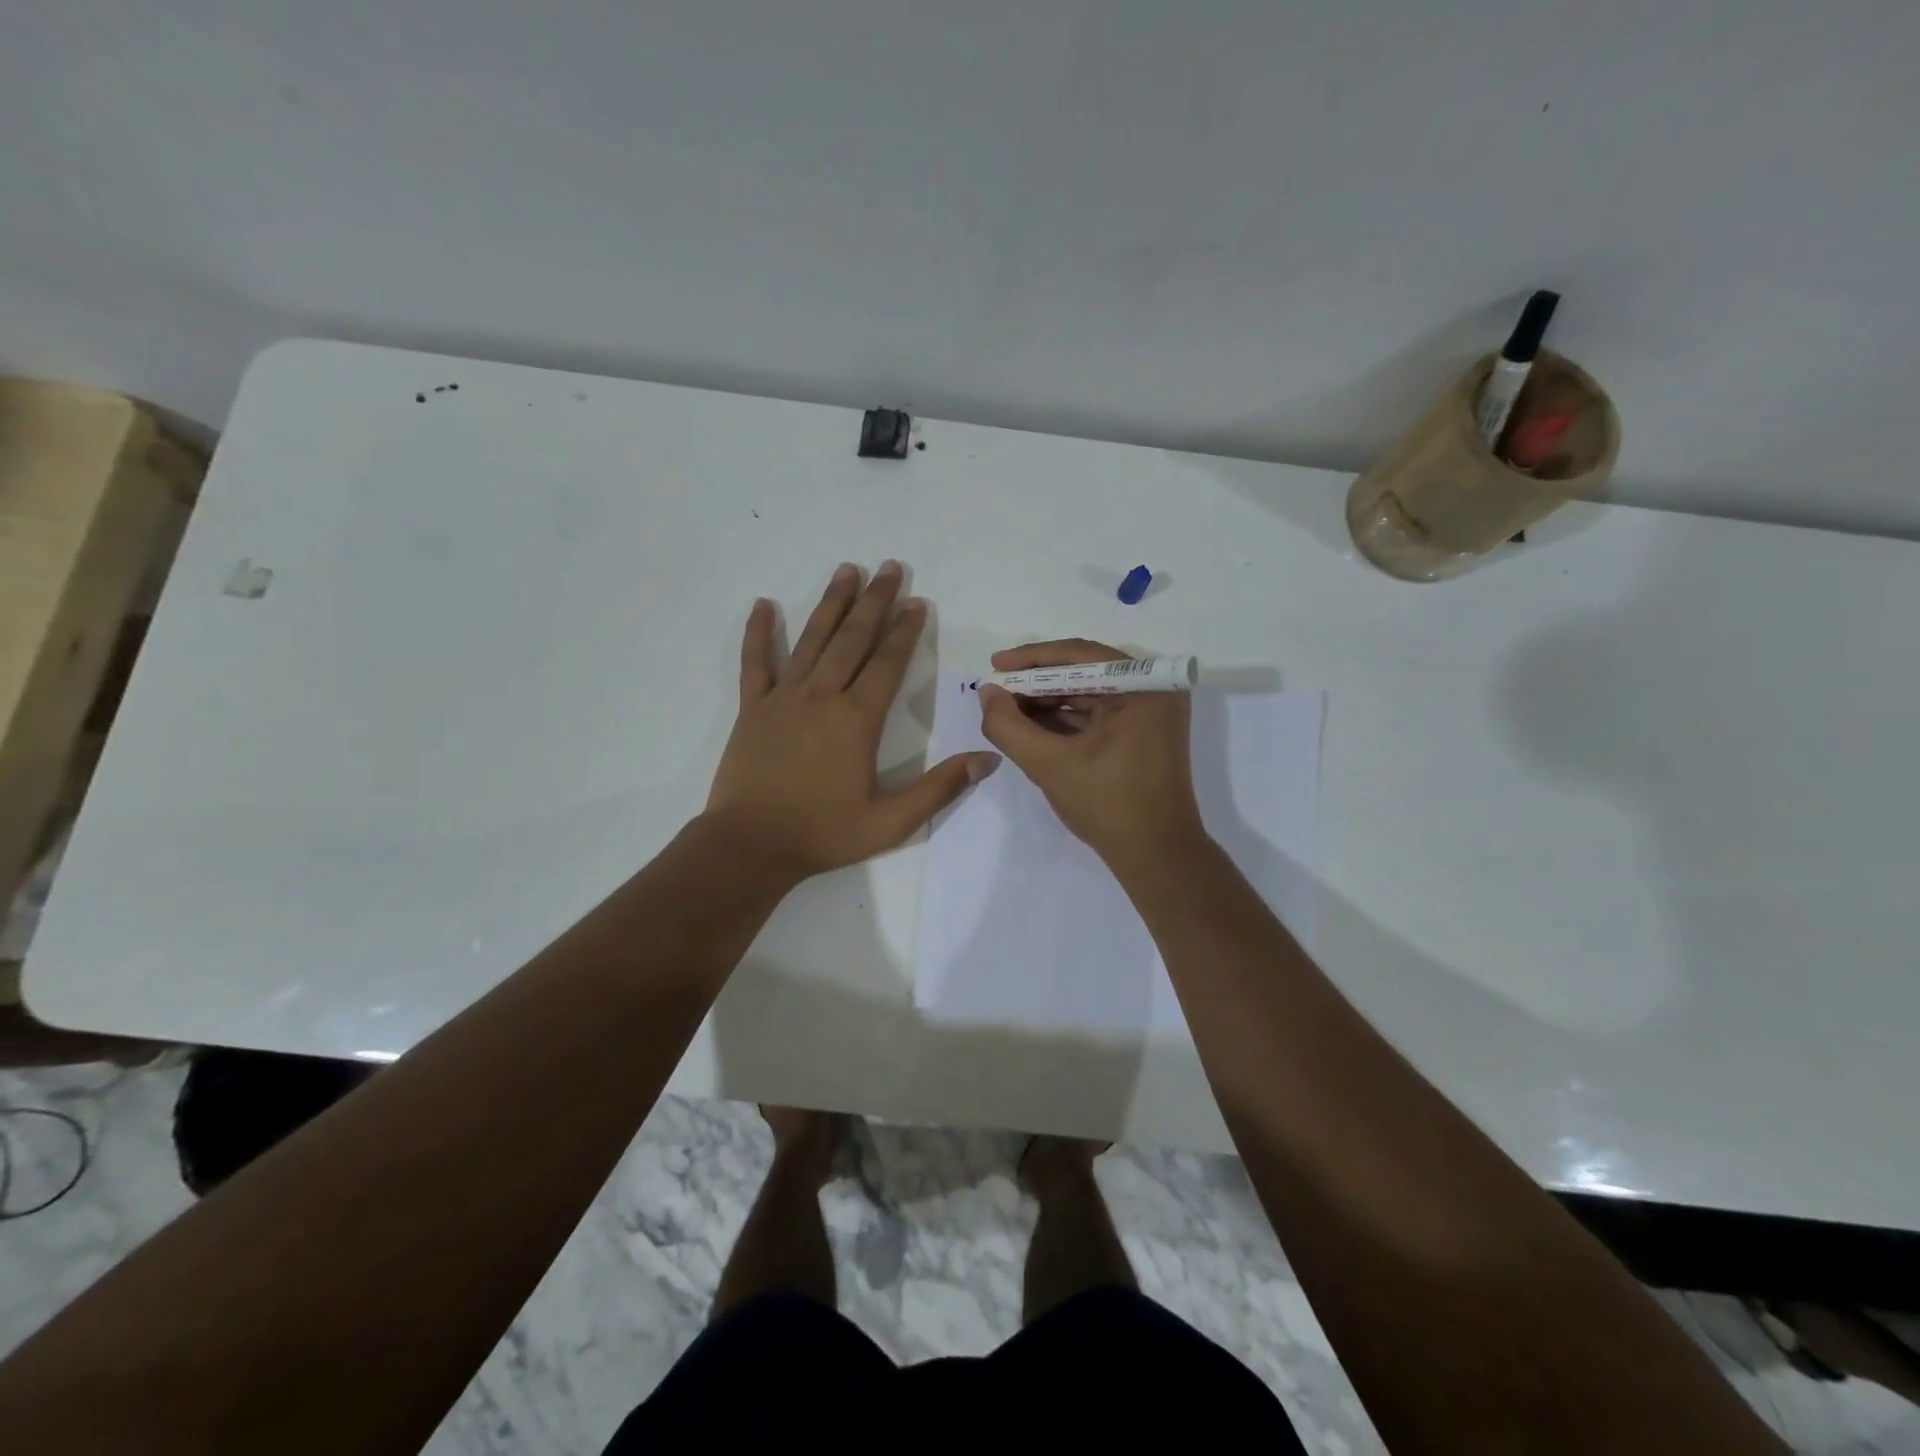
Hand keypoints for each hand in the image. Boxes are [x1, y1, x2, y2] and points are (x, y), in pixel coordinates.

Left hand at [705, 561, 1000, 881]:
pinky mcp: (753, 709)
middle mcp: (822, 696)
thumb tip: (988, 759)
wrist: (750, 846)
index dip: (905, 631)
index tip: (918, 602)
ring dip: (832, 603)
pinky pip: (756, 662)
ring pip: (812, 639)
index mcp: (857, 720)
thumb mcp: (892, 821)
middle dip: (875, 601)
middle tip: (890, 567)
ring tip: (847, 570)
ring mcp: (783, 698)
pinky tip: (763, 604)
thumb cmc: (823, 834)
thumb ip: (940, 788)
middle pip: (853, 638)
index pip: (887, 663)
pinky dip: (759, 632)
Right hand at [976, 638, 1205, 865]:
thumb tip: (987, 693)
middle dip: (1037, 682)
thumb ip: (1009, 726)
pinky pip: (1100, 712)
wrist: (1156, 855)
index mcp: (1142, 687)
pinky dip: (1067, 717)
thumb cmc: (1107, 805)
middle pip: (1084, 671)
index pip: (1078, 655)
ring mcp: (1152, 711)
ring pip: (1090, 692)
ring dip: (1049, 700)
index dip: (1031, 659)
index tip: (995, 664)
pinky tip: (1033, 724)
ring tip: (1009, 708)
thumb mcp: (1048, 764)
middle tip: (998, 690)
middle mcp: (1153, 690)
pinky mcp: (1146, 732)